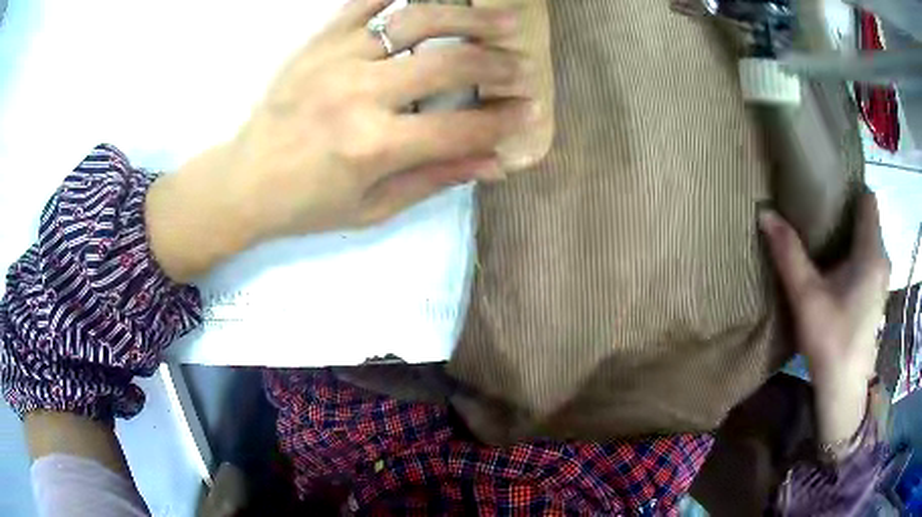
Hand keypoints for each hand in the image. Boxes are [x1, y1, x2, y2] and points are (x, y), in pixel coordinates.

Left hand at [147, 0, 534, 280]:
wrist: (243, 181)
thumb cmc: (306, 204)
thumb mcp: (372, 208)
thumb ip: (434, 179)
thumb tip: (494, 162)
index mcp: (373, 146)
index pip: (461, 127)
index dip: (504, 120)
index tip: (531, 112)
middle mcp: (359, 94)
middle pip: (449, 63)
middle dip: (499, 64)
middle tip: (524, 65)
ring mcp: (337, 59)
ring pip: (418, 20)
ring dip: (469, 16)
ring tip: (503, 18)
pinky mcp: (319, 42)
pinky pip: (366, 3)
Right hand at [759, 192, 889, 444]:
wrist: (844, 389)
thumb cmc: (831, 340)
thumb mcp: (806, 295)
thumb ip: (788, 253)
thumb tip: (765, 212)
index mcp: (871, 251)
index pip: (867, 199)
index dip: (849, 189)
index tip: (827, 190)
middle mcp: (882, 258)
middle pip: (867, 219)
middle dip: (846, 213)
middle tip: (818, 213)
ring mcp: (881, 279)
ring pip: (868, 241)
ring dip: (850, 236)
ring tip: (824, 240)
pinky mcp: (877, 295)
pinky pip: (868, 259)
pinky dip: (854, 255)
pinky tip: (836, 271)